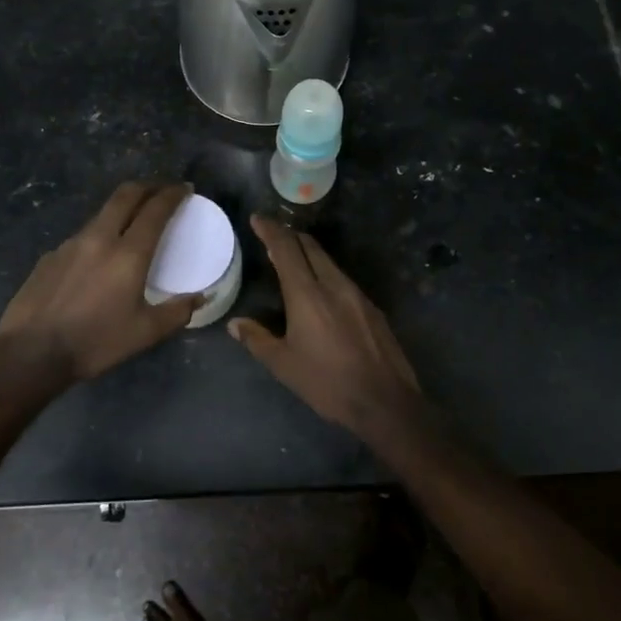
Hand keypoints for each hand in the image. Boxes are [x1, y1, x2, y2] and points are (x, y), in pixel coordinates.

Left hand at [0, 182, 200, 382]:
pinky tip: (97, 259)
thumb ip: (177, 312)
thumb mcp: (145, 333)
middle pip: (125, 196)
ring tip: (132, 224)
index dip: (172, 194)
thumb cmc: (95, 343)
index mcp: (128, 254)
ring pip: (101, 214)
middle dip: (147, 186)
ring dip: (121, 210)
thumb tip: (200, 298)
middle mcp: (99, 238)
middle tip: (162, 190)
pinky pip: (81, 237)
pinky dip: (98, 236)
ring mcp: (70, 244)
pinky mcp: (50, 256)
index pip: (155, 210)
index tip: (184, 189)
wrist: (31, 353)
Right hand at [229, 216, 424, 438]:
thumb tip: (236, 324)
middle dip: (290, 236)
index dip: (271, 230)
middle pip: (310, 247)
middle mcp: (334, 285)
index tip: (258, 219)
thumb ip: (257, 340)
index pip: (286, 249)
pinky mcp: (372, 308)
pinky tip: (321, 290)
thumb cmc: (327, 383)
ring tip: (293, 260)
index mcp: (307, 295)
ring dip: (309, 254)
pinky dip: (325, 273)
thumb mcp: (284, 365)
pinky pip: (343, 279)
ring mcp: (357, 295)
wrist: (385, 401)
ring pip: (329, 262)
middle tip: (273, 235)